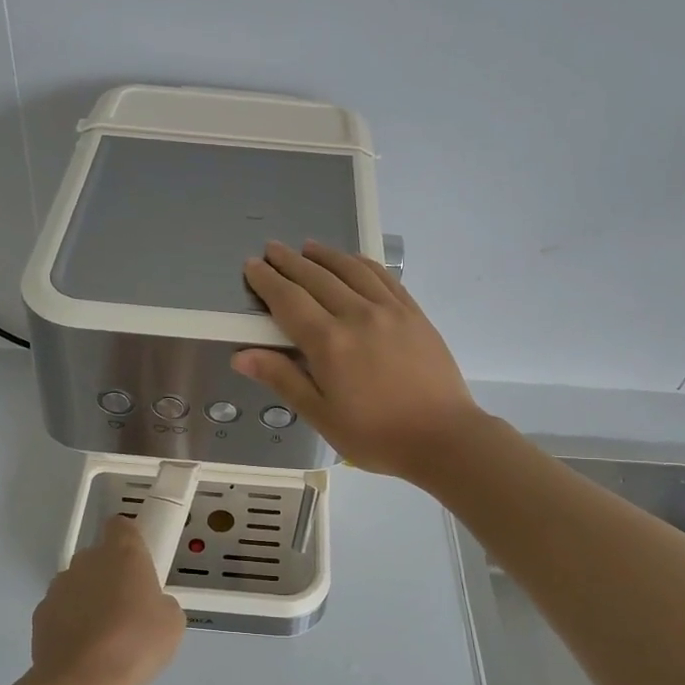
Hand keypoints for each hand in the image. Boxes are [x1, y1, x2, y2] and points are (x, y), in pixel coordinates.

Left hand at [31, 516, 185, 684]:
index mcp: (123, 553)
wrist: (79, 681)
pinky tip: (83, 651)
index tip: (138, 563)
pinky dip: (70, 623)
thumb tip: (152, 606)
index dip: (130, 540)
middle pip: (100, 557)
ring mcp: (59, 585)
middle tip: (128, 609)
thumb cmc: (134, 643)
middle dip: (111, 576)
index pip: (121, 525)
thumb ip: (163, 603)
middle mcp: (88, 560)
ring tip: (103, 637)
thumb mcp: (172, 624)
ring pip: (79, 584)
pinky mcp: (40, 613)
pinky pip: (62, 610)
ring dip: (89, 600)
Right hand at [233, 240, 485, 480]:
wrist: (443, 437)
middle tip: (272, 248)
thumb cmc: (375, 435)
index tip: (252, 266)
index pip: (289, 300)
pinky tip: (353, 261)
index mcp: (329, 343)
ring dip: (325, 255)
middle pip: (317, 278)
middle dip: (290, 262)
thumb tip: (242, 355)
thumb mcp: (321, 415)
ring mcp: (389, 310)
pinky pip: (383, 277)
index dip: (267, 281)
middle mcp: (357, 315)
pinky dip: (362, 263)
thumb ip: (282, 379)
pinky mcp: (413, 313)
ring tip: (307, 247)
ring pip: (351, 270)